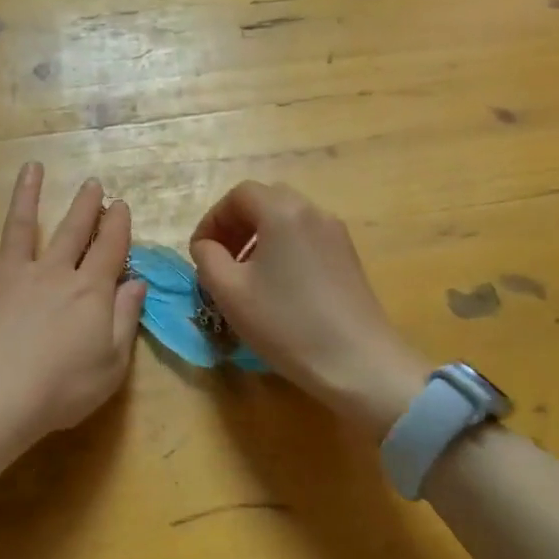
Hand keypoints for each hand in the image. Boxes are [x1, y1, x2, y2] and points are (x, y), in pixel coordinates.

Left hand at [0, 163, 145, 471]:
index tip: (121, 205)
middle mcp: (51, 272)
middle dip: (85, 206)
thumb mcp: (111, 363)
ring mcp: (8, 274)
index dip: (118, 225)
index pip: (109, 248)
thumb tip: (137, 282)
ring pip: (20, 226)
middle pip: (72, 230)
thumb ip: (125, 318)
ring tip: (32, 168)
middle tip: (93, 183)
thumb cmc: (61, 389)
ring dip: (27, 196)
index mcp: (89, 290)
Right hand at [190, 181, 431, 441]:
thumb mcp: (229, 292)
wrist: (358, 363)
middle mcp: (313, 212)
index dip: (213, 219)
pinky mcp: (349, 257)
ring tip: (245, 276)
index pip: (239, 195)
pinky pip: (306, 238)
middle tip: (220, 260)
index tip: (200, 252)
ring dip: (259, 238)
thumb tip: (206, 246)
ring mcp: (336, 234)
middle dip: (236, 225)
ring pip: (287, 220)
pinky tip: (277, 287)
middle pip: (265, 201)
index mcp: (282, 212)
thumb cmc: (286, 323)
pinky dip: (283, 249)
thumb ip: (207, 258)